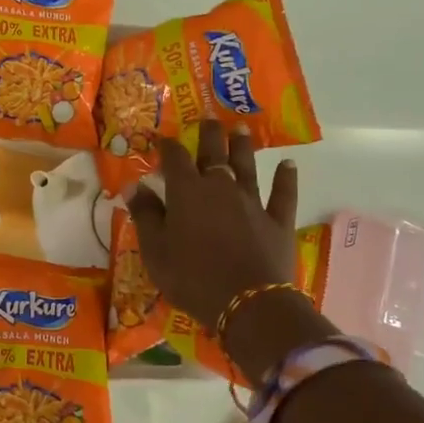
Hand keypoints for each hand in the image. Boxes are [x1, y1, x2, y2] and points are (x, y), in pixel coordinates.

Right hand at [127, 122, 332, 382]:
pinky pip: (283, 193)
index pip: (175, 159)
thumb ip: (146, 216)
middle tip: (209, 120)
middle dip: (210, 135)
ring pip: (247, 166)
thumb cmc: (191, 278)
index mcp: (187, 192)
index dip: (168, 146)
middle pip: (214, 153)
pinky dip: (286, 178)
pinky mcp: (278, 220)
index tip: (162, 139)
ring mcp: (252, 202)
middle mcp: (220, 187)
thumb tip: (134, 186)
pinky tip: (289, 165)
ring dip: (243, 147)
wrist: (247, 302)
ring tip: (241, 130)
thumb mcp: (156, 251)